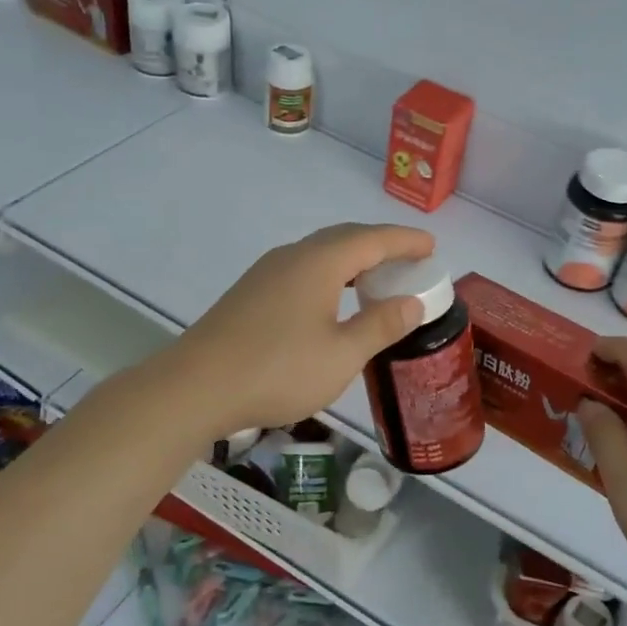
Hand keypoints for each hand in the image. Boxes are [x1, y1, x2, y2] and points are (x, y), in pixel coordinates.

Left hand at [174, 223, 434, 435]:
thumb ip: (380, 325)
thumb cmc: (277, 370)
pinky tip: (330, 300)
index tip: (431, 245)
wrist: (195, 387)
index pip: (372, 239)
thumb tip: (411, 302)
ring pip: (319, 253)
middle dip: (380, 245)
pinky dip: (329, 274)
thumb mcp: (342, 355)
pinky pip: (302, 269)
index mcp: (319, 263)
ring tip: (375, 279)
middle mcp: (292, 257)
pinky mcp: (250, 293)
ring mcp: (266, 273)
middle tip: (409, 260)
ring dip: (352, 259)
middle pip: (344, 238)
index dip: (405, 241)